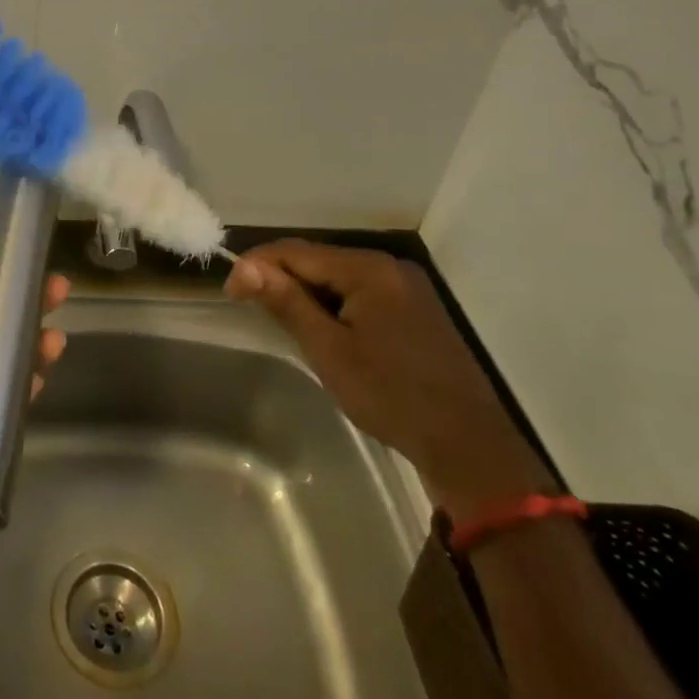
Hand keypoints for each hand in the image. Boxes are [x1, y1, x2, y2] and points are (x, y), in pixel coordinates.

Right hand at [224, 240, 551, 519]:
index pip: (296, 251)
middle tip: (249, 307)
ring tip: (279, 320)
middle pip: (318, 260)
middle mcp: (389, 267)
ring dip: (305, 293)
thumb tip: (245, 267)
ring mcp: (406, 288)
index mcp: (369, 269)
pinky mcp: (414, 310)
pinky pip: (359, 294)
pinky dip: (332, 305)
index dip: (257, 266)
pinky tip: (321, 329)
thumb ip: (287, 303)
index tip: (229, 293)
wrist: (469, 447)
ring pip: (338, 278)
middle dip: (280, 279)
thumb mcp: (329, 350)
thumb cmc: (391, 395)